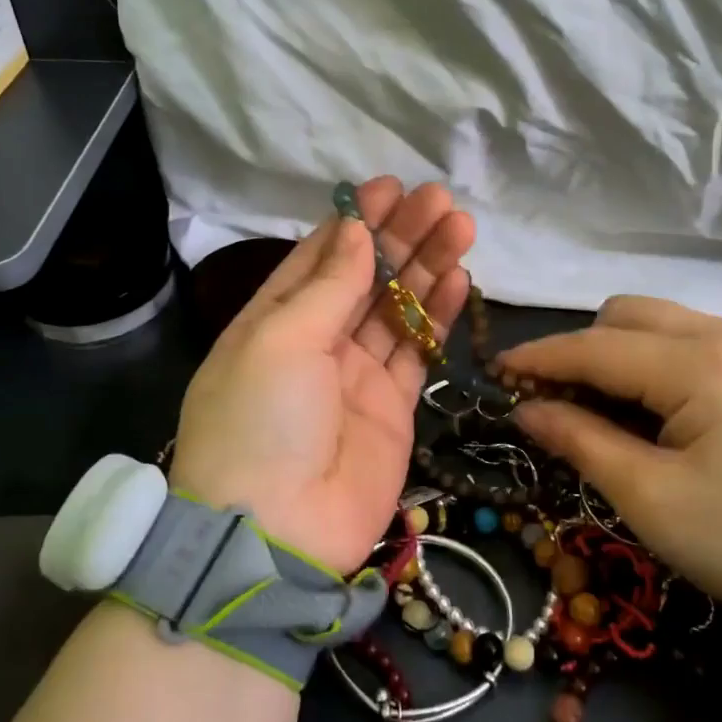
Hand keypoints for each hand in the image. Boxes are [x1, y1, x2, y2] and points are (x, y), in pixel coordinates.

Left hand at [170, 178, 474, 573]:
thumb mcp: (281, 340)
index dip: (354, 221)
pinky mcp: (392, 408)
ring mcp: (355, 376)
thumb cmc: (261, 421)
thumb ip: (327, 285)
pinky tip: (459, 278)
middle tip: (440, 200)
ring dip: (426, 267)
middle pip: (365, 277)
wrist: (276, 534)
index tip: (390, 187)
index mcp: (273, 320)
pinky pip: (417, 352)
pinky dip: (436, 316)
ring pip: (396, 308)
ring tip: (460, 226)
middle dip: (400, 236)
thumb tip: (355, 230)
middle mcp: (314, 342)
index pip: (318, 257)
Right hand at [497, 298, 721, 631]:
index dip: (540, 357)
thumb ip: (581, 441)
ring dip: (615, 352)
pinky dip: (651, 360)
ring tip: (597, 406)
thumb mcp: (651, 500)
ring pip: (658, 321)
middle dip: (579, 349)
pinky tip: (648, 405)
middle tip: (552, 400)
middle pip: (626, 314)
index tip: (496, 371)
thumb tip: (525, 409)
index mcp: (704, 366)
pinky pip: (688, 339)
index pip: (598, 347)